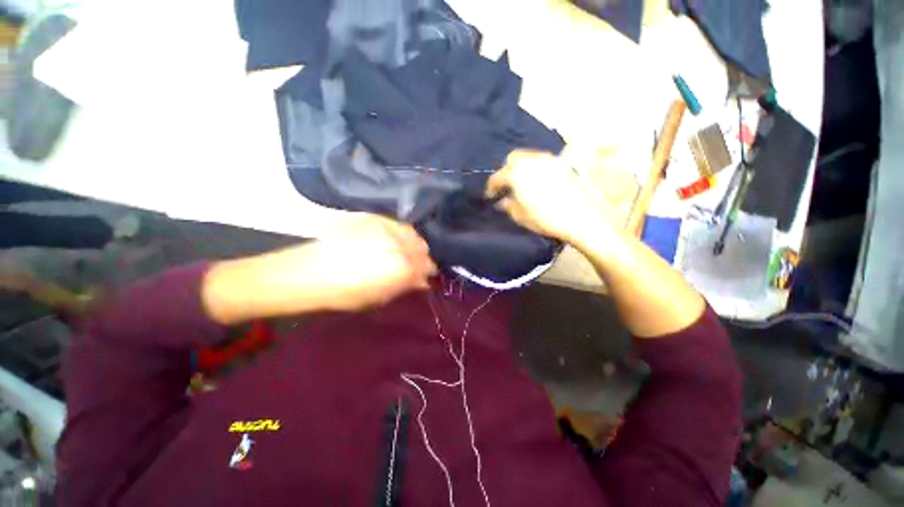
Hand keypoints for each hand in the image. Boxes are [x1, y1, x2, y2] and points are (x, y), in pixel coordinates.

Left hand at [307, 213, 437, 310]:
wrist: (309, 273)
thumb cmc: (346, 293)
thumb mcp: (380, 297)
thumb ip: (406, 286)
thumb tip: (423, 281)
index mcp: (403, 266)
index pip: (427, 265)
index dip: (428, 271)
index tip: (424, 275)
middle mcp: (398, 243)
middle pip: (422, 246)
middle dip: (422, 255)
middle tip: (414, 264)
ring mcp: (385, 227)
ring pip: (411, 232)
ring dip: (413, 242)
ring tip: (404, 250)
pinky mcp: (372, 218)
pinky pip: (395, 223)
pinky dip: (399, 232)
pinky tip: (392, 239)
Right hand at [486, 150, 604, 244]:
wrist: (580, 217)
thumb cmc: (545, 217)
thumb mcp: (519, 215)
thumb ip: (507, 205)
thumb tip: (502, 200)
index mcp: (517, 173)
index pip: (497, 177)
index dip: (491, 187)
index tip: (490, 196)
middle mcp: (531, 161)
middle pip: (512, 158)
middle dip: (506, 171)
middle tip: (506, 186)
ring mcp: (548, 160)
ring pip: (528, 157)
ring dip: (520, 168)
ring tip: (521, 183)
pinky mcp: (561, 164)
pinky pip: (541, 161)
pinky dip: (534, 168)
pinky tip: (537, 181)